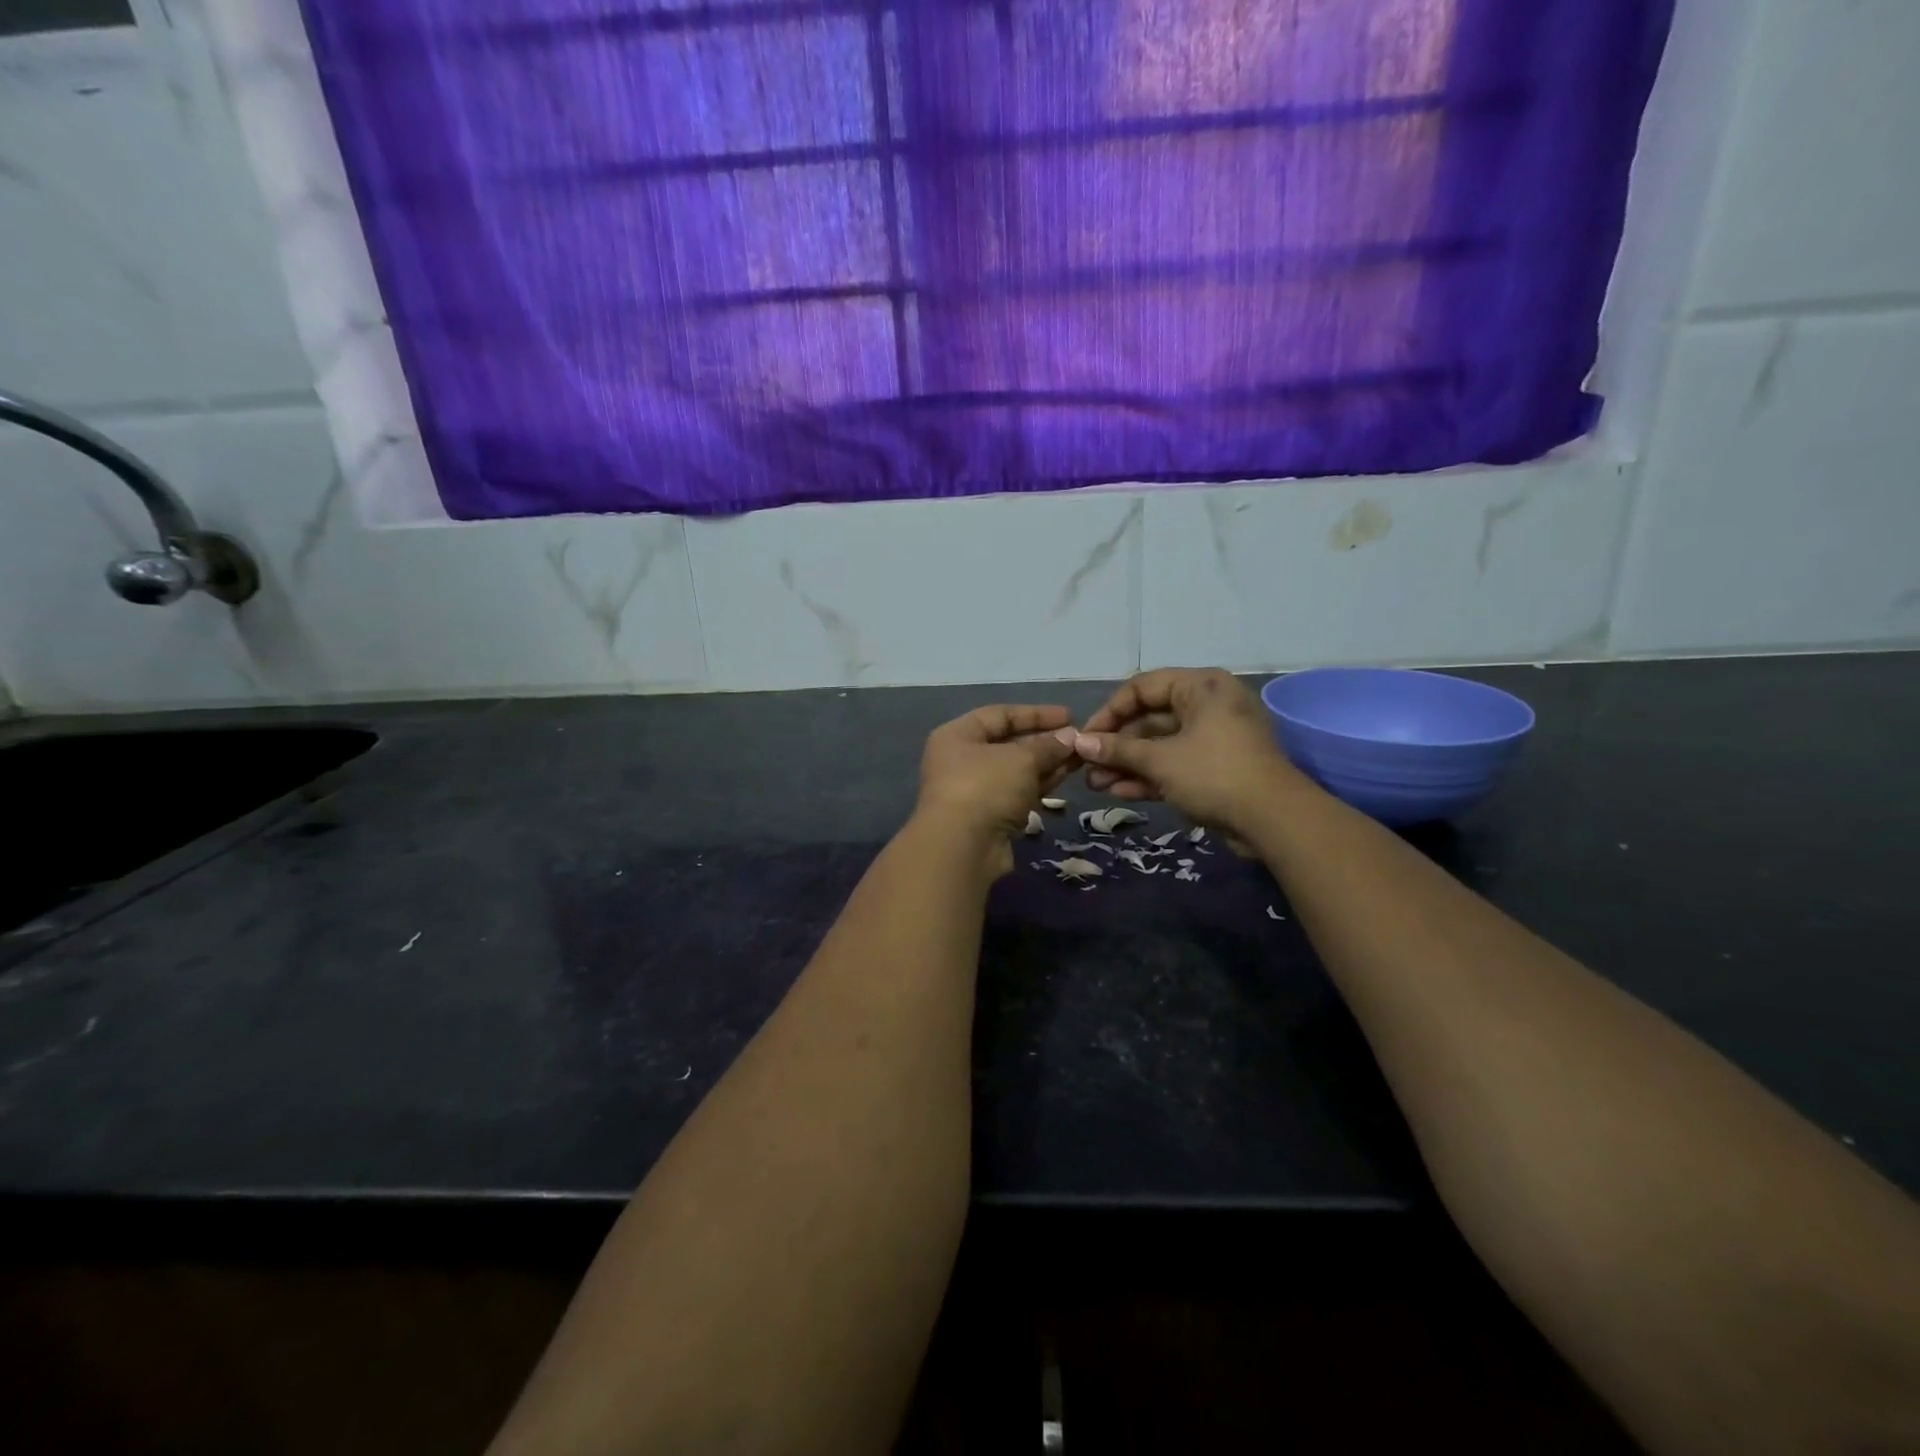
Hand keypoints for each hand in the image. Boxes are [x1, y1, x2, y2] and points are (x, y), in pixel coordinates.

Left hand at [914, 705, 1079, 869]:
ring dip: (1046, 764)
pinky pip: (1017, 793)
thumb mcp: (1022, 758)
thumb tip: (1071, 737)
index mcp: (958, 736)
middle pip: (1008, 744)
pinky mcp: (987, 818)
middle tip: (1079, 741)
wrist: (962, 848)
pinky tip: (1064, 778)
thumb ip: (1048, 746)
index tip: (1069, 716)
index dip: (1035, 714)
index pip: (1000, 715)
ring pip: (1015, 771)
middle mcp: (961, 760)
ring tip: (1079, 758)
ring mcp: (973, 791)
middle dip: (1044, 741)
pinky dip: (1038, 785)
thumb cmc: (986, 787)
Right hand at [1071, 668, 1306, 837]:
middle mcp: (1207, 705)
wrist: (1274, 820)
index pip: (1142, 687)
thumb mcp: (1160, 760)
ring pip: (1160, 745)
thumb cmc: (1214, 774)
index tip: (1085, 737)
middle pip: (1150, 718)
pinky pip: (1175, 763)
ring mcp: (1213, 738)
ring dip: (1127, 764)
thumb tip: (1078, 742)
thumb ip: (1117, 749)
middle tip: (1086, 766)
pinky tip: (1119, 793)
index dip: (1109, 711)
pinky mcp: (1216, 767)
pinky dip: (1149, 776)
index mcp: (1200, 686)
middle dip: (1116, 745)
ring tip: (1095, 784)